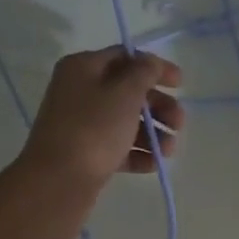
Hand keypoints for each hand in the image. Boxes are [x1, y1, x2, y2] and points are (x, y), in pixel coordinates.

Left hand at [17, 46, 184, 197]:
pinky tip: (153, 164)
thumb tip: (151, 62)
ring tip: (169, 150)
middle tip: (179, 123)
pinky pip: (117, 147)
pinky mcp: (85, 153)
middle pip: (128, 92)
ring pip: (125, 121)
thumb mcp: (125, 93)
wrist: (58, 180)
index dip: (155, 67)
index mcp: (83, 67)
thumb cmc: (94, 128)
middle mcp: (79, 91)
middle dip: (159, 107)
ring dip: (153, 133)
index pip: (125, 57)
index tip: (180, 84)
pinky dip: (137, 153)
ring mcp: (81, 124)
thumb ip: (144, 73)